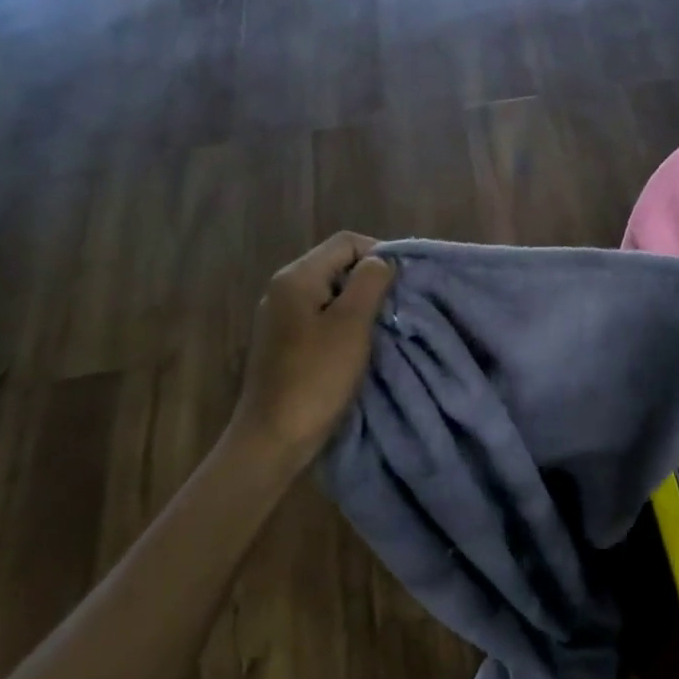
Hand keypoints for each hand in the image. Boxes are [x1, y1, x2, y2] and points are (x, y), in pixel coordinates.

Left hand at [234, 232, 395, 463]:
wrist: (274, 436)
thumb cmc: (317, 377)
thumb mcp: (352, 324)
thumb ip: (370, 283)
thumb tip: (381, 261)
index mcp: (297, 278)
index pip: (346, 243)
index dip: (379, 254)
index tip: (403, 283)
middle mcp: (283, 289)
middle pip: (336, 265)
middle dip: (371, 279)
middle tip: (397, 306)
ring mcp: (280, 317)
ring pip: (331, 293)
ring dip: (360, 303)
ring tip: (383, 326)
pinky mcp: (284, 342)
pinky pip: (321, 317)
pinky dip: (344, 323)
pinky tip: (359, 345)